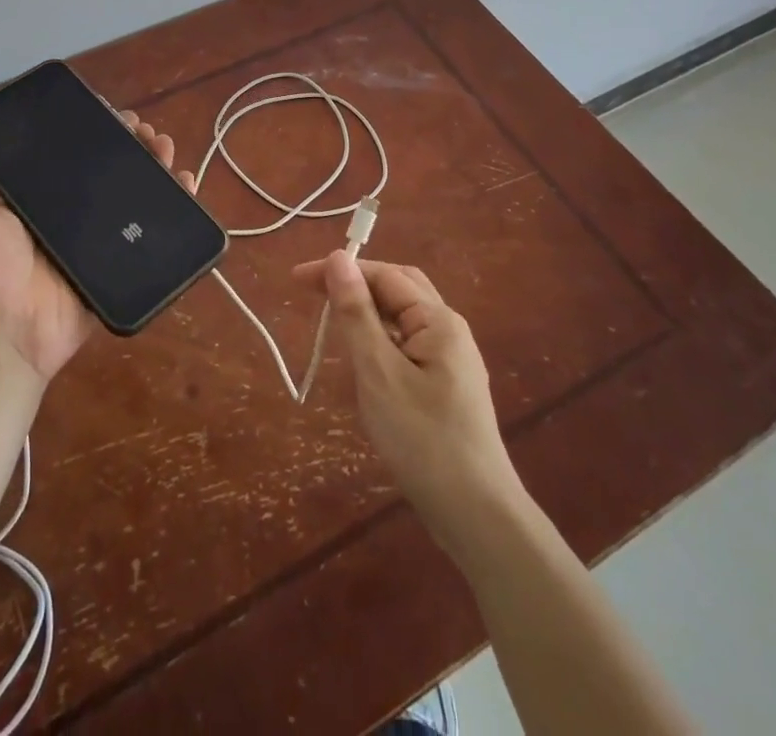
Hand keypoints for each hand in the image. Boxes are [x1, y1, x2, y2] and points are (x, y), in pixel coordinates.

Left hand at [0, 114, 193, 382]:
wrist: (5, 336)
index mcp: (39, 201)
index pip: (71, 156)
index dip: (92, 132)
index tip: (107, 110)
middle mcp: (72, 216)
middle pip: (109, 171)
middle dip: (129, 143)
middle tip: (141, 127)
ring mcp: (98, 241)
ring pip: (134, 194)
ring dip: (153, 164)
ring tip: (162, 144)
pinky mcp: (119, 263)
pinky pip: (151, 233)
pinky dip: (173, 205)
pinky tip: (184, 180)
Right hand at [293, 251, 520, 549]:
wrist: (477, 516)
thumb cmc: (423, 439)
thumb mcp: (379, 373)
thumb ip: (357, 314)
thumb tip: (337, 259)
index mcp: (438, 320)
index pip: (384, 275)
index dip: (341, 271)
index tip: (297, 280)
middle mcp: (449, 330)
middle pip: (398, 288)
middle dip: (356, 284)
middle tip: (313, 293)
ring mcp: (451, 360)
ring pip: (403, 318)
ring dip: (367, 311)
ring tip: (332, 322)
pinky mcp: (447, 387)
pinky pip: (408, 344)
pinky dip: (380, 339)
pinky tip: (364, 361)